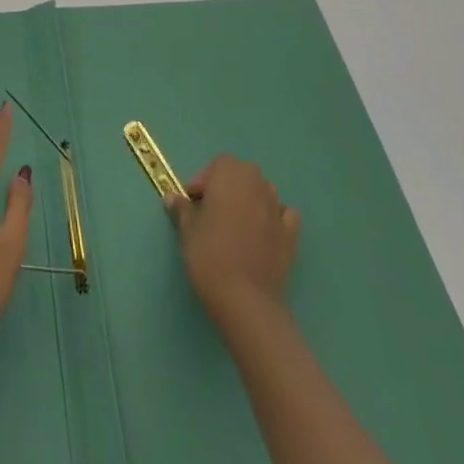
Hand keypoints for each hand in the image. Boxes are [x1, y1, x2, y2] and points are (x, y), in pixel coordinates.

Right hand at [166, 155, 300, 321]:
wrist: (245, 299)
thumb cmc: (210, 255)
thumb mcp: (187, 230)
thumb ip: (182, 209)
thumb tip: (172, 198)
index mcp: (230, 177)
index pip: (220, 164)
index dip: (205, 179)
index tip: (194, 200)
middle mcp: (257, 186)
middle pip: (244, 173)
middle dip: (228, 184)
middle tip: (212, 209)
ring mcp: (277, 210)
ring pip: (264, 191)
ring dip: (251, 198)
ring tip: (236, 222)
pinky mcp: (291, 235)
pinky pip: (285, 215)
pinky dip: (275, 217)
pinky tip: (264, 232)